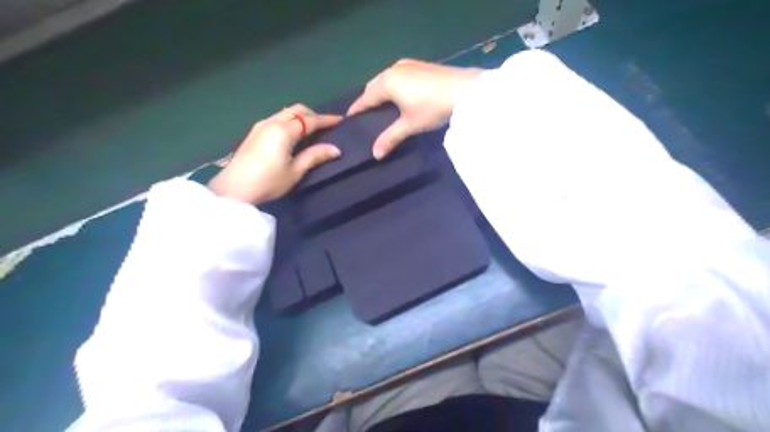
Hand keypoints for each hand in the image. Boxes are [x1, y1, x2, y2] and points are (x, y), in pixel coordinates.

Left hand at [210, 104, 341, 205]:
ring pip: (286, 112)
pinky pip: (277, 118)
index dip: (327, 120)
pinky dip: (290, 121)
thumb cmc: (268, 182)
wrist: (234, 189)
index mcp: (283, 131)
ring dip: (301, 117)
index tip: (341, 120)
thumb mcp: (295, 171)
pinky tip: (294, 134)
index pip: (310, 120)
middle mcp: (272, 122)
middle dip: (314, 115)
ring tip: (312, 130)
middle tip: (326, 126)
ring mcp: (261, 125)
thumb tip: (336, 149)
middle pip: (297, 110)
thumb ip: (314, 156)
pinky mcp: (254, 132)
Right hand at [348, 57, 478, 155]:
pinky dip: (394, 85)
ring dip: (382, 90)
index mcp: (387, 82)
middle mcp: (394, 69)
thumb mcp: (410, 125)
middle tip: (366, 114)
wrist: (465, 90)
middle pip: (374, 85)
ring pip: (387, 78)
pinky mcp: (421, 65)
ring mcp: (409, 64)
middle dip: (368, 98)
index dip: (357, 108)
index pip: (366, 97)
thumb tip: (375, 155)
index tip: (349, 117)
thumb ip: (390, 138)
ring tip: (382, 105)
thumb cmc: (432, 108)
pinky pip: (399, 75)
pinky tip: (400, 94)